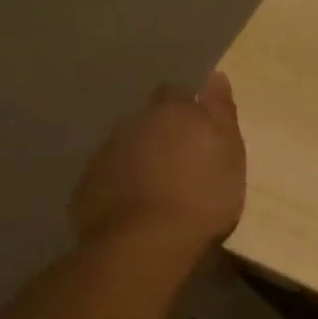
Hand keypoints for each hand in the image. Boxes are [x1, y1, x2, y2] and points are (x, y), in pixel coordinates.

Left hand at [70, 73, 246, 251]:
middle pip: (148, 118)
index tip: (200, 128)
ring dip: (141, 156)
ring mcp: (105, 154)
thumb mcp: (231, 152)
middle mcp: (134, 124)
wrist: (146, 243)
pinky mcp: (87, 185)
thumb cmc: (204, 195)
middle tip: (182, 158)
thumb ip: (221, 112)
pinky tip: (137, 206)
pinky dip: (122, 183)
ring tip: (160, 186)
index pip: (176, 92)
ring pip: (126, 145)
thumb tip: (215, 75)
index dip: (187, 106)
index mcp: (173, 112)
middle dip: (161, 130)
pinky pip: (108, 175)